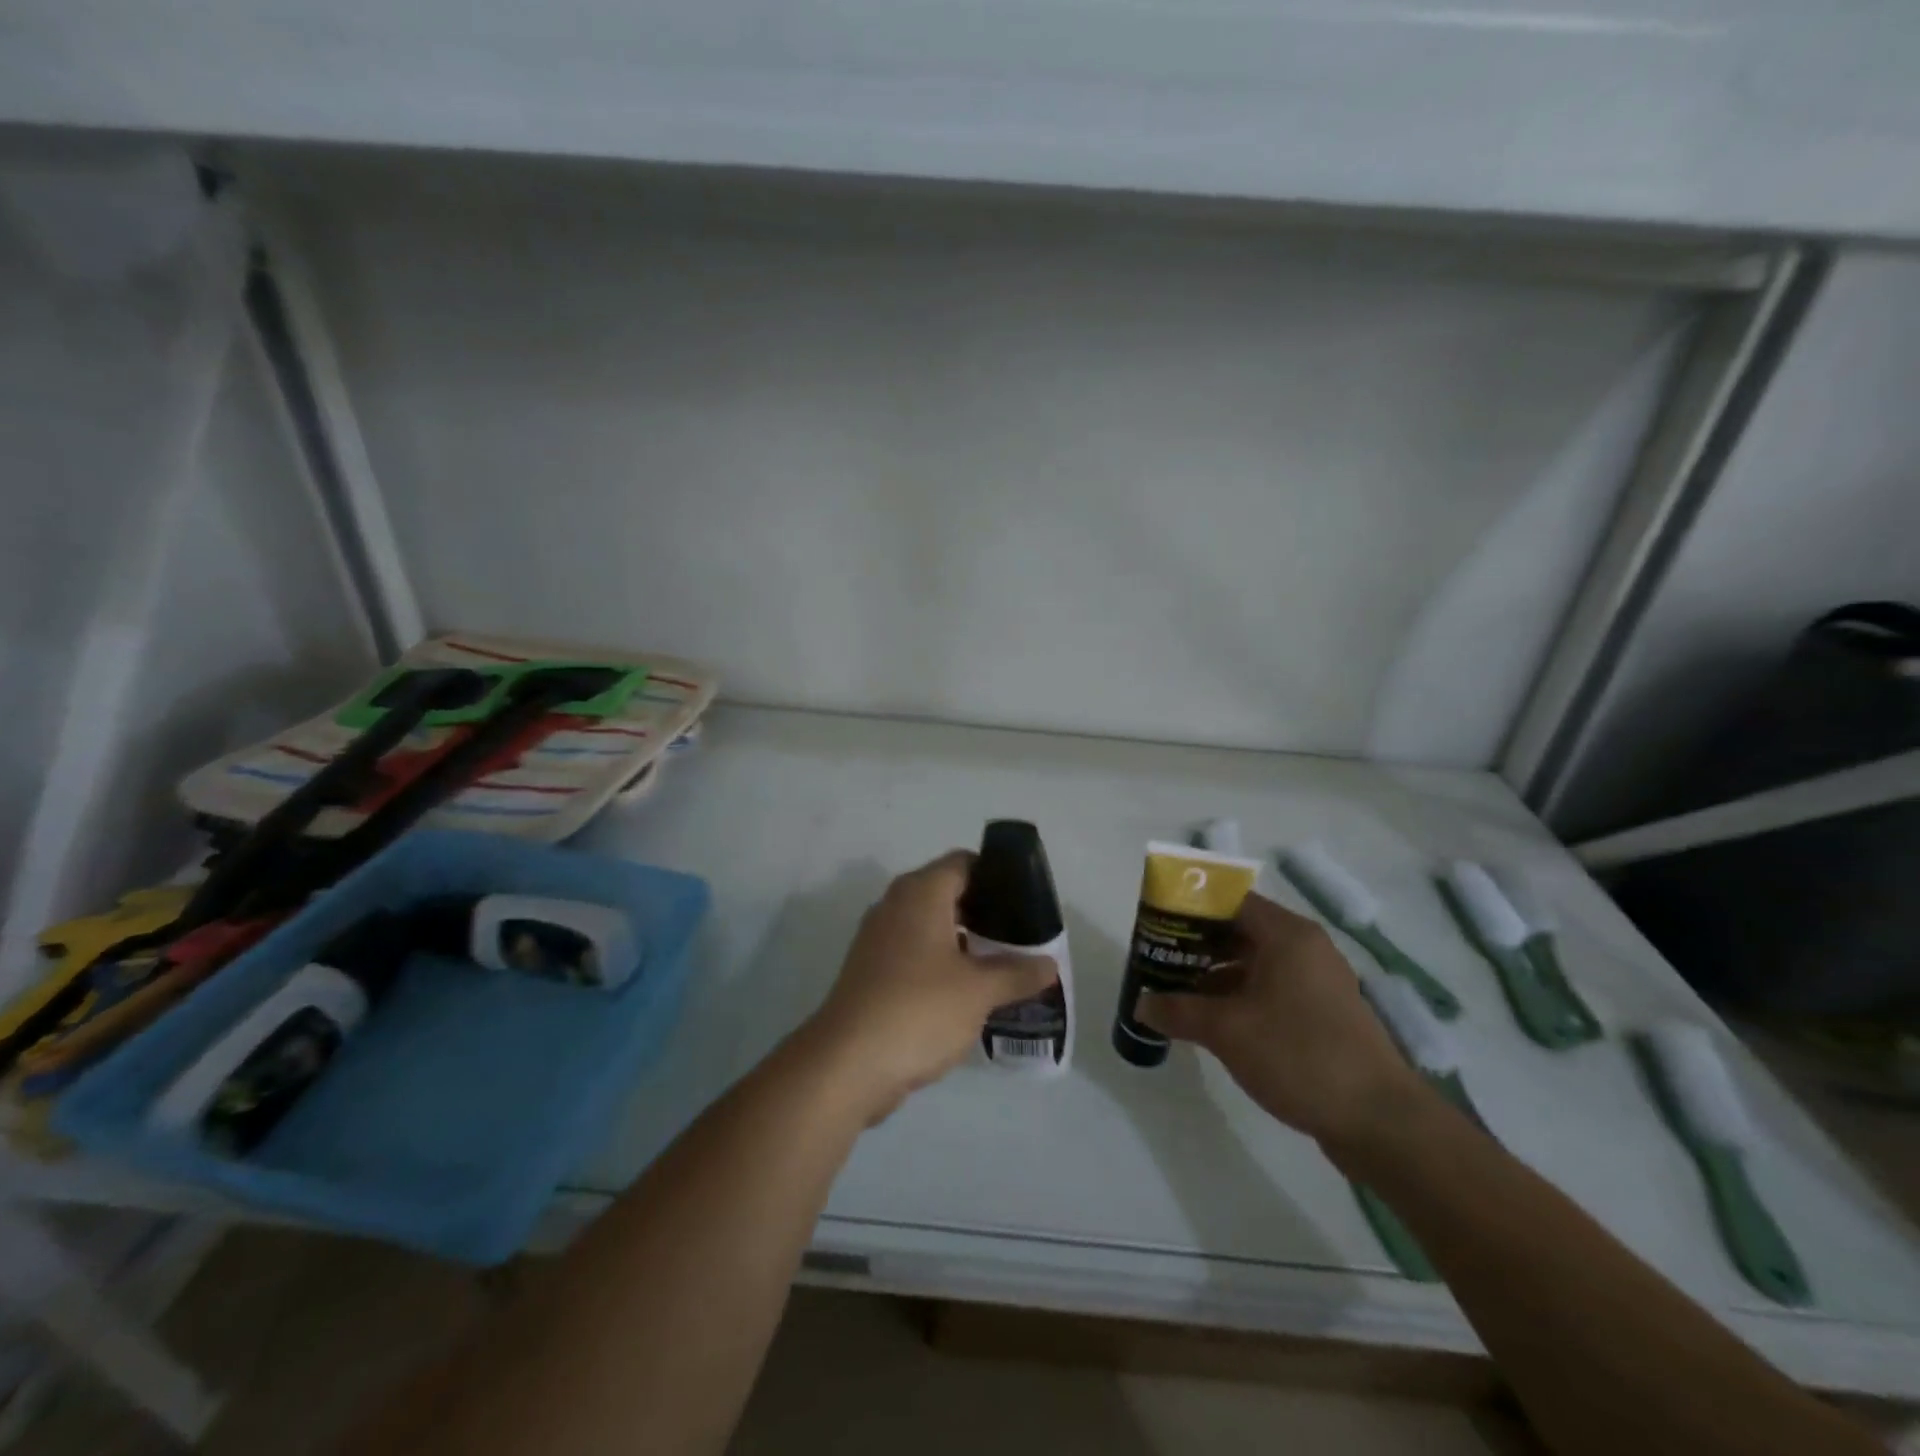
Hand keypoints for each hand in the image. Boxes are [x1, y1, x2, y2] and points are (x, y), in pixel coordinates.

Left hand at [803, 851, 1057, 1122]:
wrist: (847, 1063)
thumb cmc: (918, 1009)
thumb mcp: (979, 991)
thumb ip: (1017, 973)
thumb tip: (1049, 965)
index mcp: (921, 893)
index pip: (964, 862)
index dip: (997, 874)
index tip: (1027, 899)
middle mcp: (896, 905)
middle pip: (949, 893)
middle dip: (986, 911)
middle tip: (1023, 935)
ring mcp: (880, 939)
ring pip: (932, 926)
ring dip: (966, 941)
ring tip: (1004, 964)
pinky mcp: (872, 972)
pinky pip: (916, 954)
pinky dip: (943, 964)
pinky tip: (970, 991)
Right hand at [1136, 892, 1427, 1147]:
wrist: (1379, 1121)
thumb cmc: (1298, 1055)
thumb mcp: (1227, 1031)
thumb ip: (1178, 1011)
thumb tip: (1141, 1005)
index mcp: (1287, 935)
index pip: (1230, 902)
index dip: (1191, 910)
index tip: (1158, 926)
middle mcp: (1305, 948)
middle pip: (1240, 931)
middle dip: (1197, 946)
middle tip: (1160, 960)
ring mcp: (1318, 982)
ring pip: (1255, 963)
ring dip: (1216, 975)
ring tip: (1177, 992)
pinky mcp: (1323, 1013)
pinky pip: (1271, 989)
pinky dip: (1240, 996)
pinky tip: (1213, 1020)